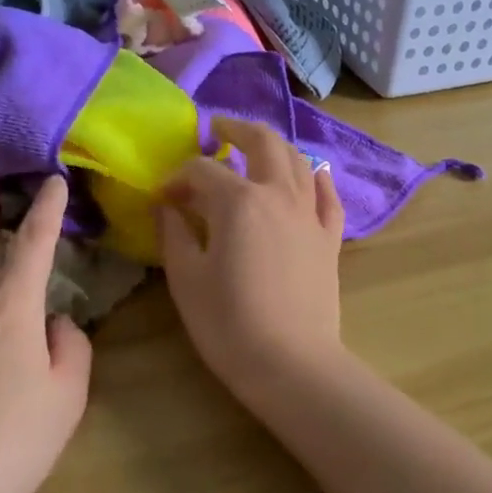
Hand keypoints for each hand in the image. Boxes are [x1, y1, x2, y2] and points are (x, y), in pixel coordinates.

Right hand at [154, 117, 345, 397]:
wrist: (291, 363)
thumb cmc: (229, 324)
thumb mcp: (187, 279)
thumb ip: (174, 234)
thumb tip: (167, 206)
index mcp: (238, 201)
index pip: (202, 171)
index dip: (177, 177)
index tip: (162, 197)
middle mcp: (279, 195)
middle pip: (262, 143)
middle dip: (237, 129)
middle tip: (218, 129)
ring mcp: (310, 215)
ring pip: (298, 161)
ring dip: (275, 145)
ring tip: (257, 146)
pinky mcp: (329, 239)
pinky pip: (328, 197)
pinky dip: (317, 179)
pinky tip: (312, 174)